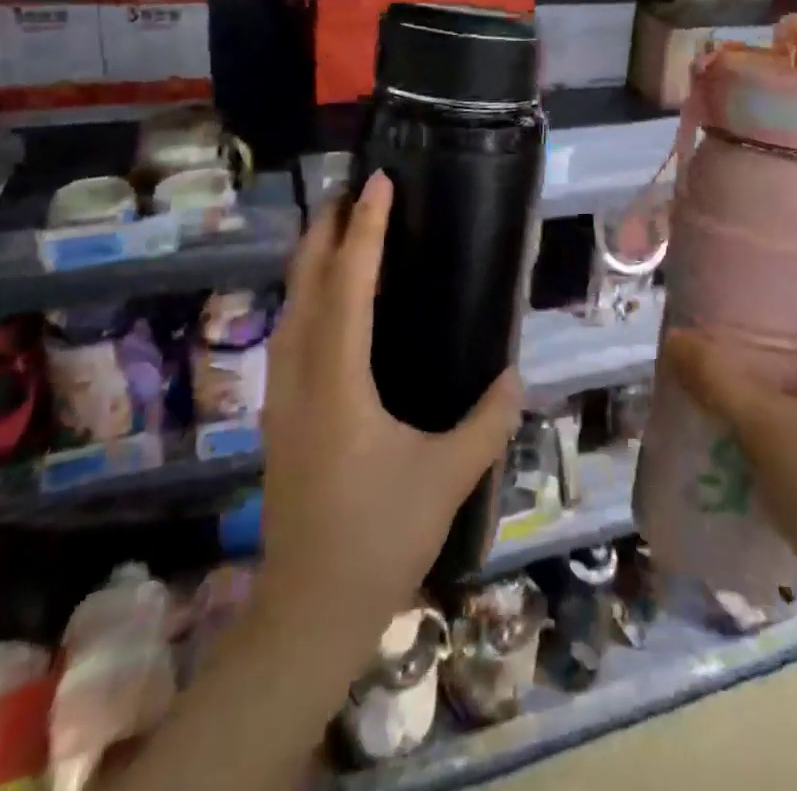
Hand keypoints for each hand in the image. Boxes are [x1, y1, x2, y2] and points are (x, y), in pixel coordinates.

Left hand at [255, 171, 523, 668]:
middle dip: (325, 231)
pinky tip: (325, 300)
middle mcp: (301, 376)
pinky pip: (289, 333)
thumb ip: (488, 422)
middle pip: (305, 285)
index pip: (349, 286)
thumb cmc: (380, 537)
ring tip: (338, 229)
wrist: (308, 611)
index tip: (378, 184)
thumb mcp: (447, 478)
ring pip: (289, 308)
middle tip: (352, 191)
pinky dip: (306, 296)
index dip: (364, 230)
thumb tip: (516, 376)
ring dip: (311, 260)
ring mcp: (282, 396)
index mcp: (339, 382)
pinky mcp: (280, 414)